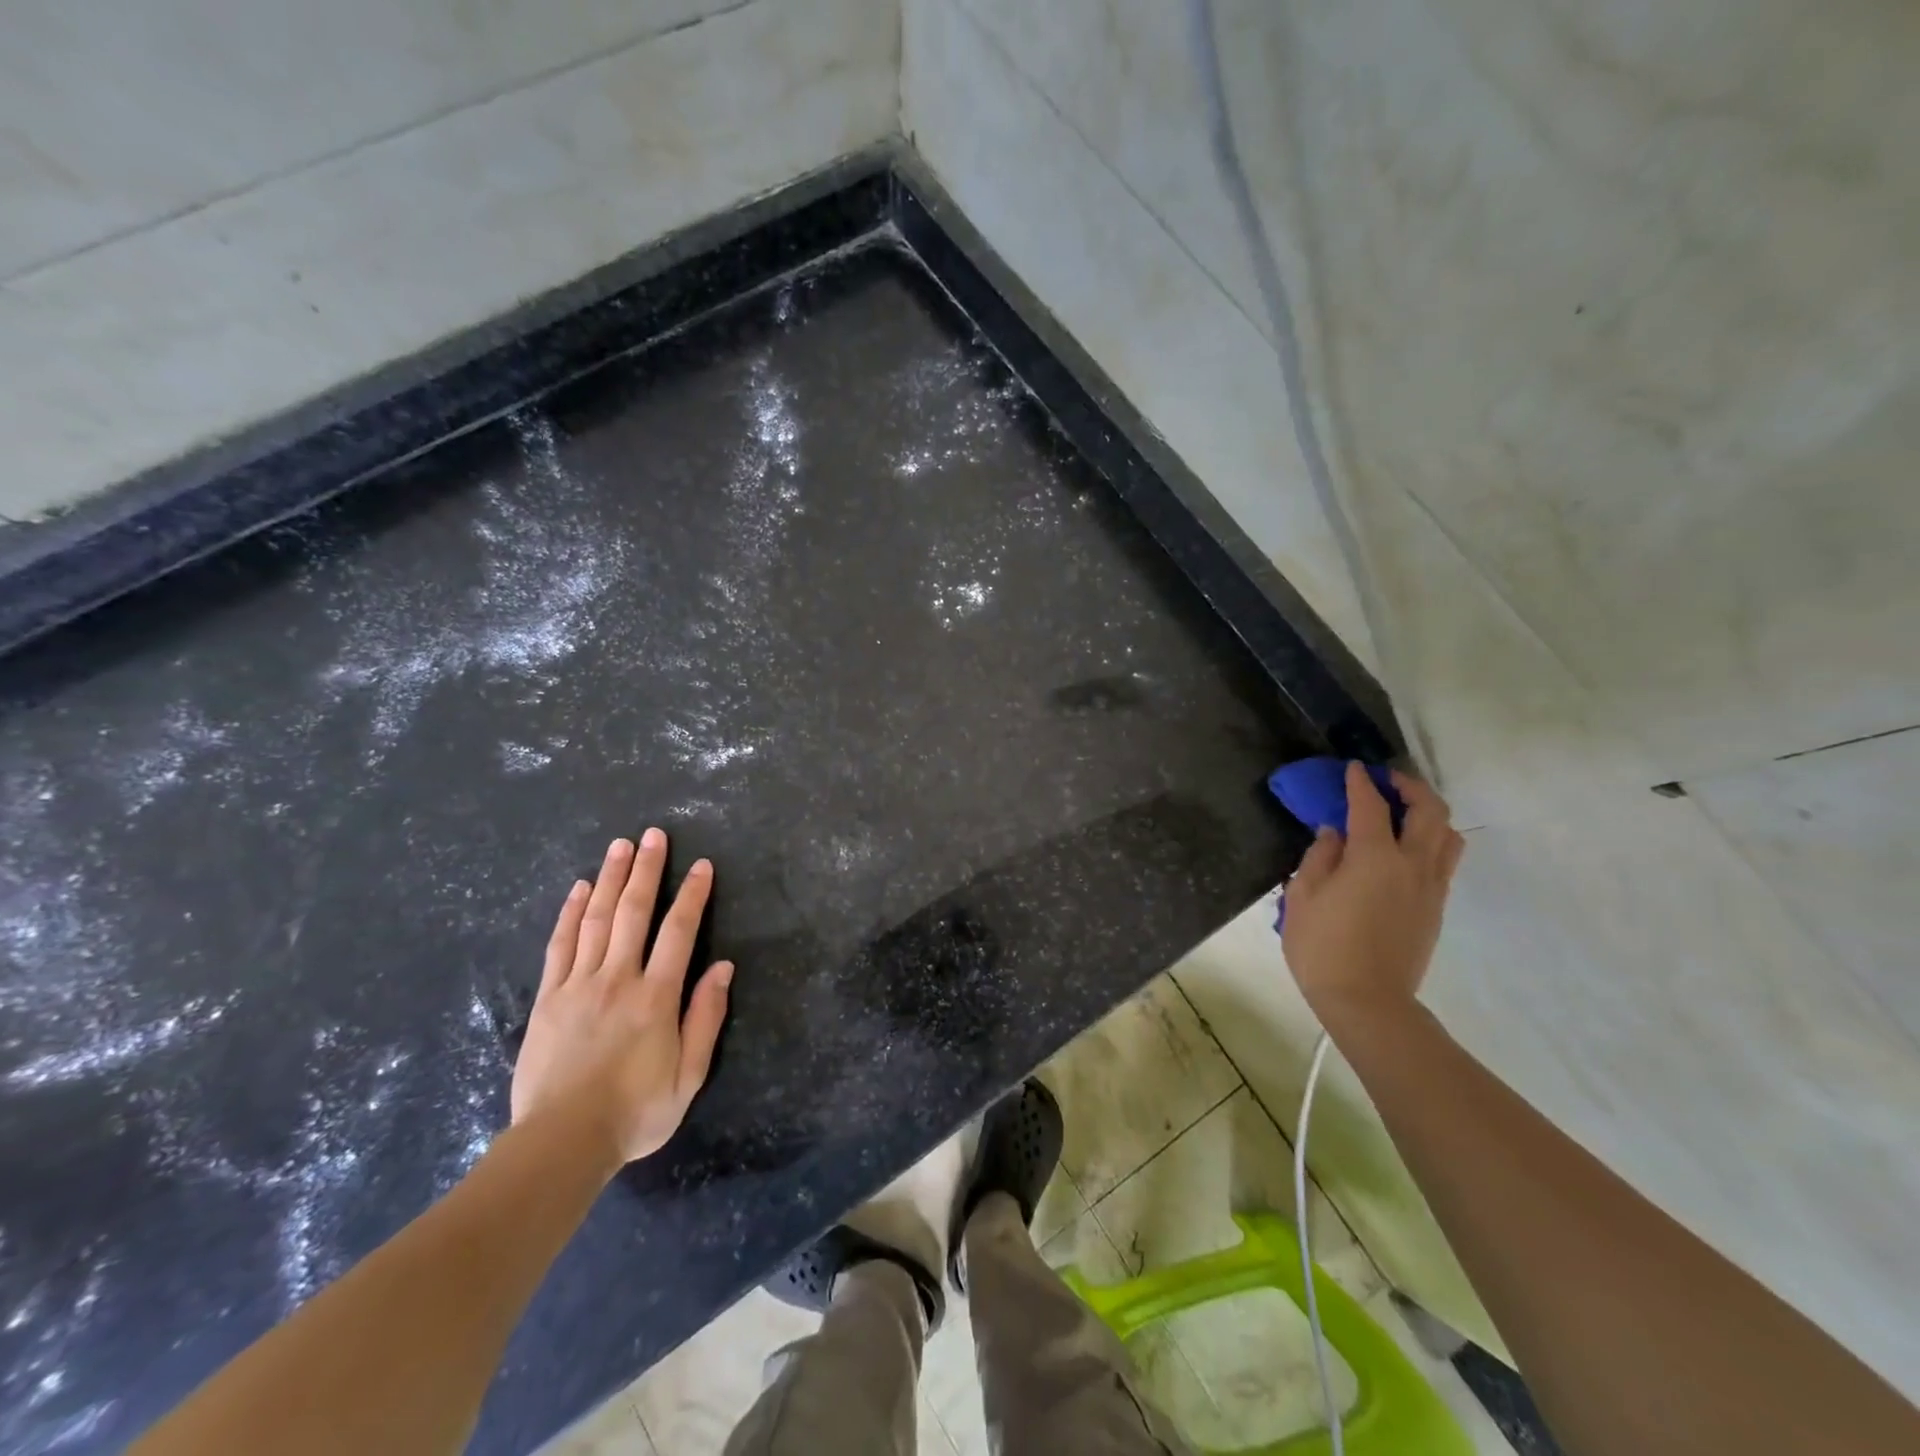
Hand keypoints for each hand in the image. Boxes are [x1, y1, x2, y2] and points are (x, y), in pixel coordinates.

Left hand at [510, 830, 733, 1171]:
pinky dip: (570, 913)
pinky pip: (560, 945)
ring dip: (609, 878)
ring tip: (619, 845)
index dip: (692, 894)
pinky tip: (578, 889)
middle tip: (653, 835)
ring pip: (595, 919)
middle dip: (646, 870)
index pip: (678, 931)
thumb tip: (723, 968)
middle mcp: (618, 979)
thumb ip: (706, 1018)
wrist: (561, 1144)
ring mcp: (578, 985)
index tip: (701, 865)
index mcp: (656, 997)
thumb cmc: (635, 1112)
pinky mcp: (548, 998)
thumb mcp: (688, 1075)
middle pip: (633, 912)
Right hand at [1281, 763, 1464, 1032]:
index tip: (1353, 768)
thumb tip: (1334, 833)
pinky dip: (1431, 840)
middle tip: (1387, 781)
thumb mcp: (1302, 896)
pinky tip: (1406, 848)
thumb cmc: (1323, 947)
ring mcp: (1430, 887)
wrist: (1367, 1001)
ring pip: (1448, 835)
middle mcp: (1412, 864)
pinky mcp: (1436, 907)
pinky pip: (1444, 860)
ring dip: (1429, 813)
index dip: (1360, 782)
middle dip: (1410, 787)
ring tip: (1404, 812)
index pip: (1371, 805)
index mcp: (1374, 857)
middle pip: (1429, 810)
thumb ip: (1320, 856)